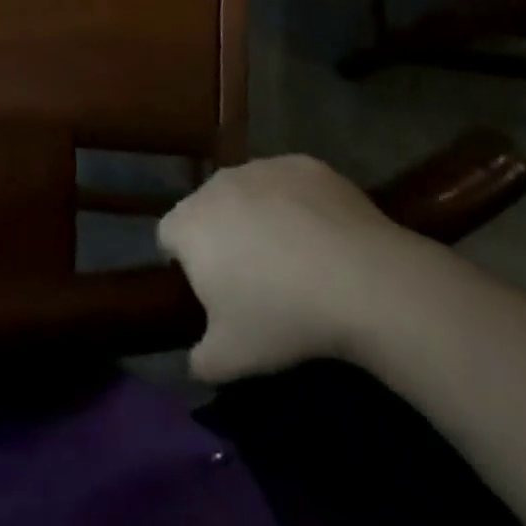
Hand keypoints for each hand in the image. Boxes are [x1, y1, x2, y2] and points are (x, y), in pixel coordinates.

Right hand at [158, 155, 411, 382]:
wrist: (358, 277)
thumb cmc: (281, 316)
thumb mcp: (231, 358)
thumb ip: (200, 360)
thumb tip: (196, 361)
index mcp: (190, 224)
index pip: (168, 236)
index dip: (184, 264)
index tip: (213, 291)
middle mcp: (217, 184)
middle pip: (207, 209)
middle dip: (222, 236)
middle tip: (253, 277)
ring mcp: (262, 167)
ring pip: (248, 192)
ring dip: (258, 216)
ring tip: (293, 257)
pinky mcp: (303, 163)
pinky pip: (289, 184)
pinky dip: (297, 204)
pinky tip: (324, 238)